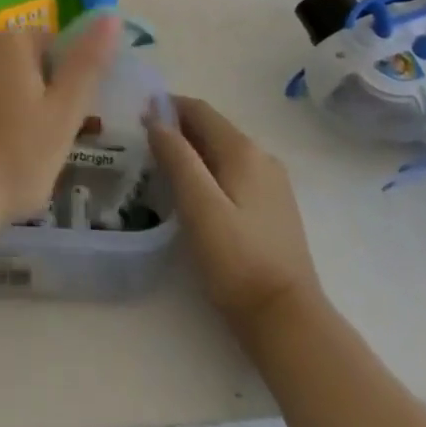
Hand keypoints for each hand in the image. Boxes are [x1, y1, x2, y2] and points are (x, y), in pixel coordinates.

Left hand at [0, 19, 121, 238]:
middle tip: (24, 141)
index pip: (45, 44)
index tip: (55, 120)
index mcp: (10, 44)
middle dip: (17, 89)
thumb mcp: (65, 117)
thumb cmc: (12, 161)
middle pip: (6, 60)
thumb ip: (88, 63)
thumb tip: (110, 15)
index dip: (56, 80)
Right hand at [148, 96, 322, 339]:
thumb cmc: (237, 260)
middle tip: (142, 143)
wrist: (289, 321)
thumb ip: (177, 157)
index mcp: (243, 150)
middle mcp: (262, 157)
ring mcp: (272, 184)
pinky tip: (193, 193)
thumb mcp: (199, 205)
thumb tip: (155, 118)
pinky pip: (234, 173)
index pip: (200, 110)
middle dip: (178, 128)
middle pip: (213, 128)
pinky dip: (209, 170)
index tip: (136, 114)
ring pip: (223, 151)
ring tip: (161, 167)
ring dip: (192, 150)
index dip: (167, 106)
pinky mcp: (274, 209)